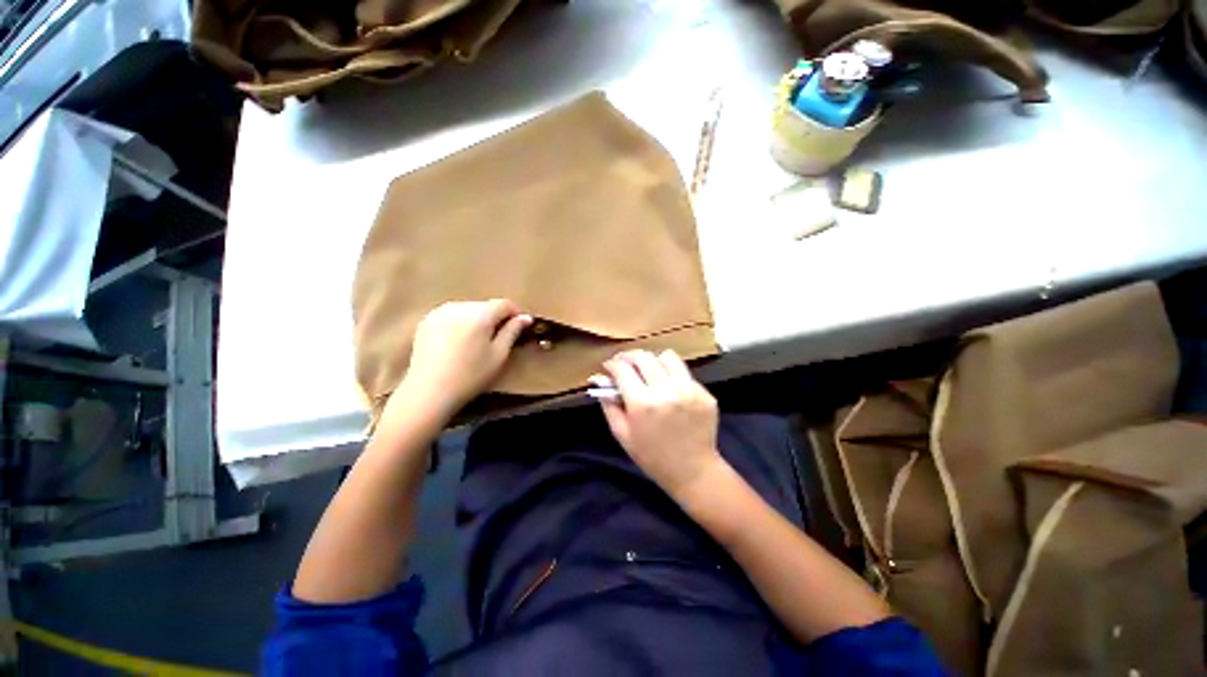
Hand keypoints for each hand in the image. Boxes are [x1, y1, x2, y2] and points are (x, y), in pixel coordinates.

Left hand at [392, 300, 531, 422]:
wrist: (428, 392)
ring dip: (478, 319)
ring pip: (469, 309)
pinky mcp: (427, 321)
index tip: (522, 326)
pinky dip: (461, 322)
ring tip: (480, 339)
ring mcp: (440, 312)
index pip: (504, 304)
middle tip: (502, 336)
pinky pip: (452, 315)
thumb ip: (513, 332)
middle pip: (486, 305)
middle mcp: (459, 306)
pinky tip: (461, 340)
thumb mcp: (499, 355)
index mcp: (479, 314)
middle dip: (497, 317)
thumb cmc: (471, 375)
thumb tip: (525, 318)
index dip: (516, 313)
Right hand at [600, 349, 723, 500]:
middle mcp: (667, 390)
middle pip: (644, 356)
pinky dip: (671, 375)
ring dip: (653, 361)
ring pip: (667, 356)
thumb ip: (609, 404)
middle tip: (624, 364)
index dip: (612, 364)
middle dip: (629, 357)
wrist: (693, 471)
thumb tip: (599, 379)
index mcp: (643, 403)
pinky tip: (668, 388)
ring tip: (648, 372)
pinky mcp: (704, 392)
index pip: (623, 369)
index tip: (608, 366)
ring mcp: (689, 389)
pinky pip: (683, 372)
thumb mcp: (622, 434)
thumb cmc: (651, 456)